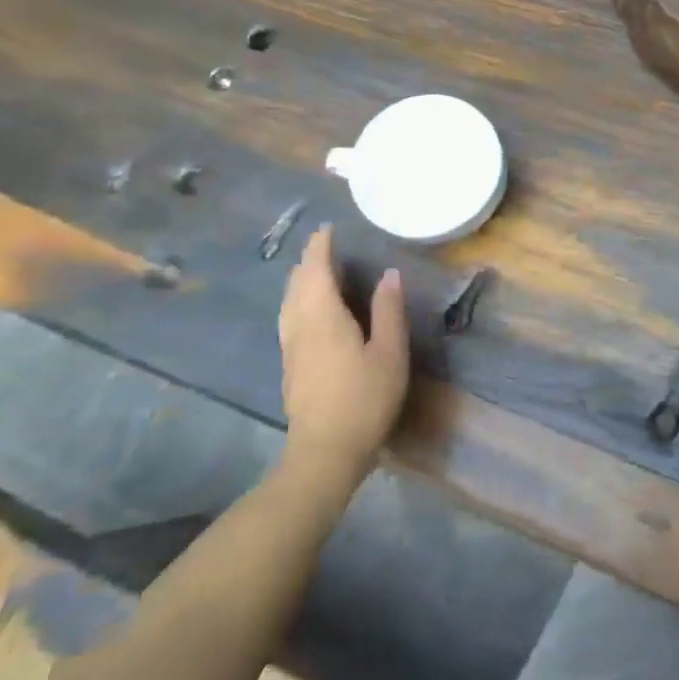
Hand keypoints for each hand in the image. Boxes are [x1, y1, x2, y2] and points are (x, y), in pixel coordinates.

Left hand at [278, 226, 409, 473]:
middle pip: (297, 283)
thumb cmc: (364, 398)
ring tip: (314, 271)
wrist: (325, 451)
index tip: (328, 228)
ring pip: (288, 302)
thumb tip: (388, 274)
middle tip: (324, 246)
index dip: (321, 247)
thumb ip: (388, 311)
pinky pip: (289, 318)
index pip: (316, 270)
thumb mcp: (389, 353)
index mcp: (323, 316)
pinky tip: (308, 311)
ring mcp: (290, 347)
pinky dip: (297, 300)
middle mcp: (300, 325)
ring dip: (299, 280)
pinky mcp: (289, 366)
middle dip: (308, 261)